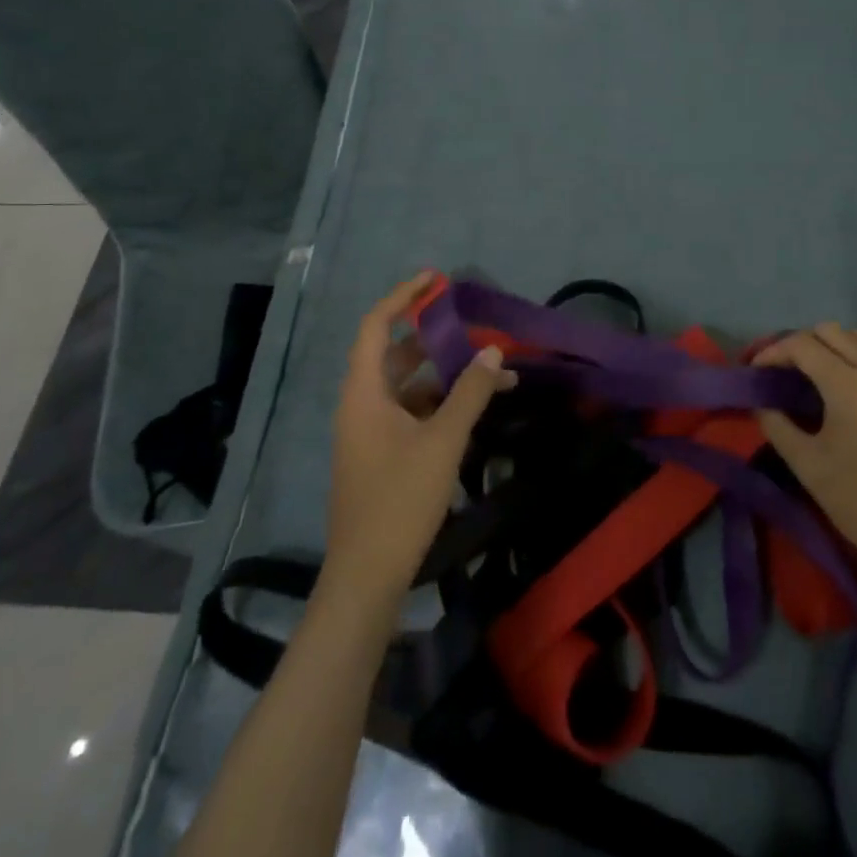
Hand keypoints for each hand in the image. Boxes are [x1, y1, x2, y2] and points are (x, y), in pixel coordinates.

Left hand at [324, 272, 516, 602]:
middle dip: (436, 339)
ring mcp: (370, 432)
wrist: (367, 576)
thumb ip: (470, 392)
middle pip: (396, 354)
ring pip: (409, 385)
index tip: (435, 280)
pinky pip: (412, 412)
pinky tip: (476, 408)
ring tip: (494, 372)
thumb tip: (494, 351)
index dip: (402, 297)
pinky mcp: (382, 454)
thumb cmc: (400, 500)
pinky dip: (441, 403)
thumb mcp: (443, 441)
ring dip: (446, 375)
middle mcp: (362, 404)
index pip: (375, 326)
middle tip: (475, 328)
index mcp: (364, 392)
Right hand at [755, 325, 856, 611]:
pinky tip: (843, 384)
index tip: (755, 372)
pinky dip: (854, 354)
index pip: (802, 345)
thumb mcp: (807, 465)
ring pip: (855, 336)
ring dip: (828, 345)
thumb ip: (776, 424)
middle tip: (779, 372)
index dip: (772, 352)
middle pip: (828, 331)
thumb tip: (760, 401)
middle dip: (797, 345)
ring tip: (809, 374)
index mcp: (850, 386)